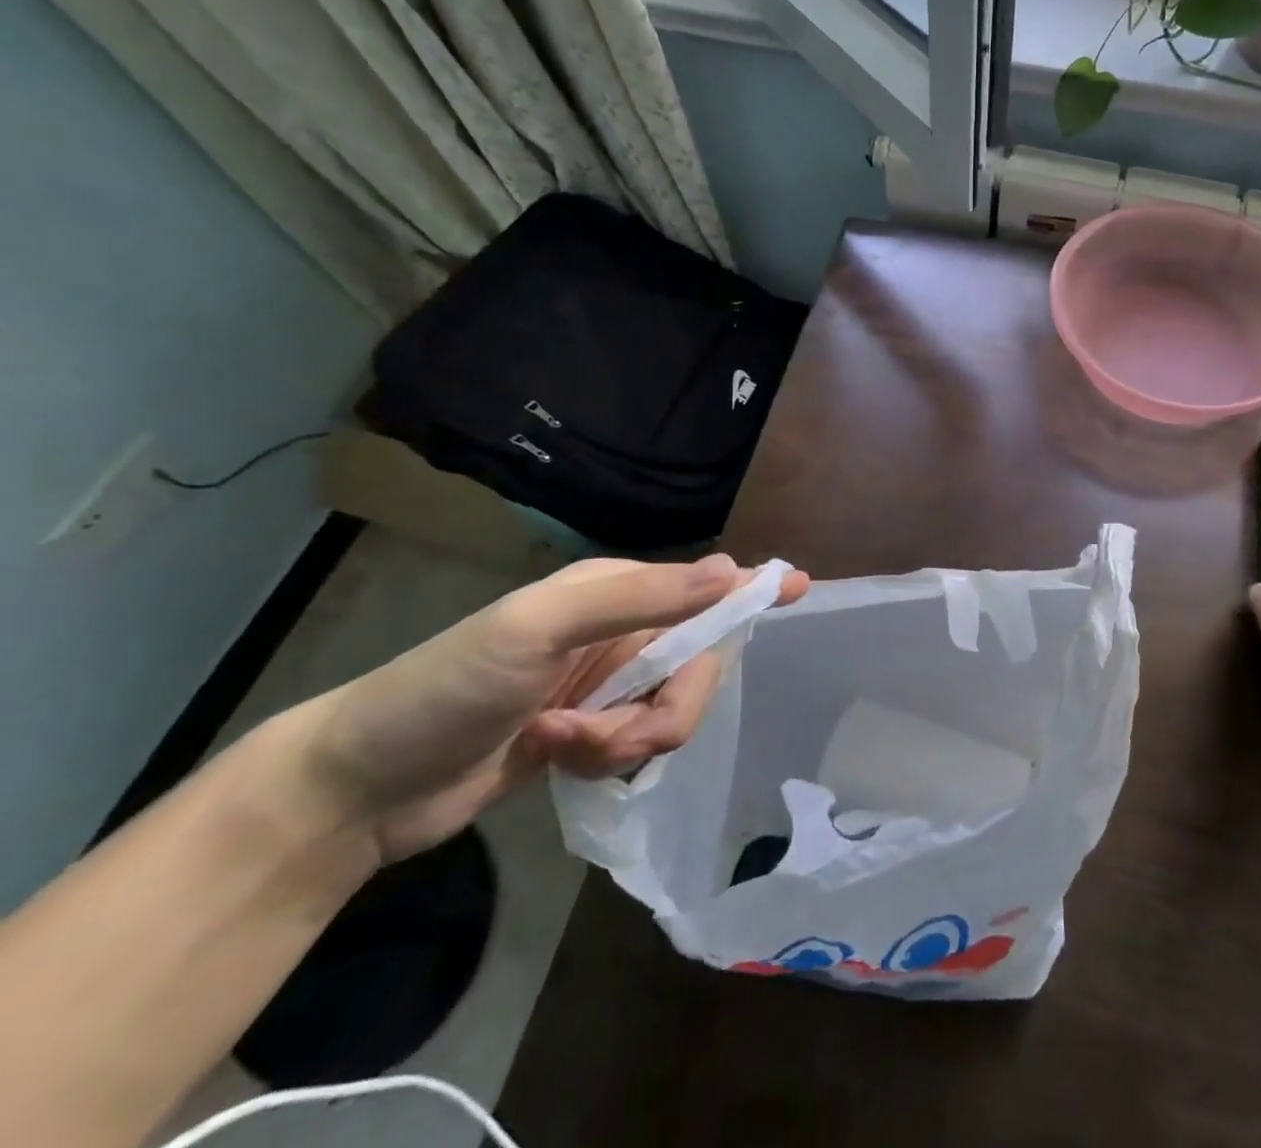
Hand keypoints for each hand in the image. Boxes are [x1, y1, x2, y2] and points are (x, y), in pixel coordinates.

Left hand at [287, 554, 807, 862]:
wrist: (362, 785)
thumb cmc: (446, 686)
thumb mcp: (538, 628)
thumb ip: (641, 598)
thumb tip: (730, 572)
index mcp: (615, 592)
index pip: (701, 587)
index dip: (750, 589)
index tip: (800, 588)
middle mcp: (621, 633)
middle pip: (695, 667)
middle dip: (660, 709)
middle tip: (604, 732)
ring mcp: (606, 686)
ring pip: (669, 713)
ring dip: (622, 740)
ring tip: (561, 746)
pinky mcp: (590, 733)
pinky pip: (636, 745)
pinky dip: (602, 758)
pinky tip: (553, 758)